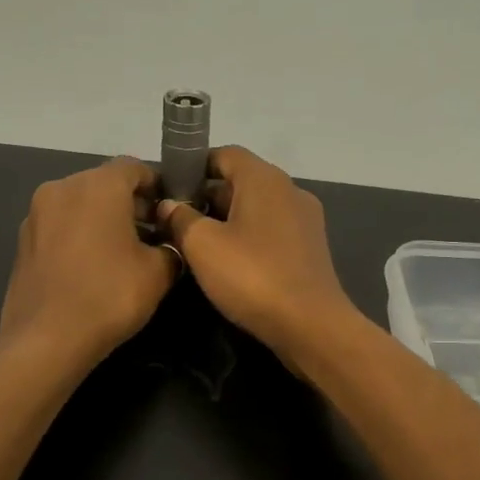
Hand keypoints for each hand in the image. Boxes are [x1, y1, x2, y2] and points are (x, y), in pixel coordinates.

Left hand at [0, 158, 176, 365]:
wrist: (46, 340)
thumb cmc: (109, 296)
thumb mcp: (158, 272)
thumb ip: (171, 247)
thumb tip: (168, 244)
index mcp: (98, 185)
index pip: (135, 167)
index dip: (158, 186)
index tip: (172, 213)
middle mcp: (63, 188)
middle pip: (105, 184)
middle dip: (131, 205)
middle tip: (153, 236)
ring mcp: (37, 214)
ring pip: (81, 205)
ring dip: (104, 220)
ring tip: (124, 255)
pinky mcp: (22, 241)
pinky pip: (61, 226)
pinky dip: (80, 236)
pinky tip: (93, 268)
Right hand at [156, 146, 359, 366]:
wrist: (310, 325)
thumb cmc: (252, 276)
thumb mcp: (203, 245)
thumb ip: (181, 218)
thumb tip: (169, 205)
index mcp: (264, 179)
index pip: (224, 154)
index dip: (194, 166)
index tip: (169, 189)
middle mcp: (289, 190)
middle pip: (241, 181)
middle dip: (207, 197)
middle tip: (176, 221)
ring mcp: (304, 220)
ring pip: (256, 208)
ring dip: (227, 220)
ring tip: (197, 245)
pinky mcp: (310, 249)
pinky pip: (271, 231)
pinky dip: (248, 238)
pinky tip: (230, 263)